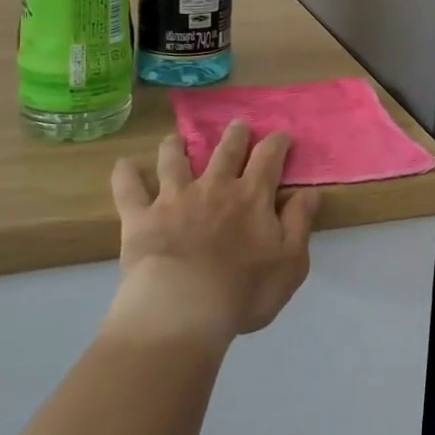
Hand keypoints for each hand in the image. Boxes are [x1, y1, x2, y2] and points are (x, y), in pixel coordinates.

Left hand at [107, 122, 320, 347]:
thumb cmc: (243, 291)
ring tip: (175, 139)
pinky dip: (125, 174)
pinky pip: (129, 189)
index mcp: (252, 196)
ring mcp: (174, 198)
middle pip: (225, 150)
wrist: (182, 310)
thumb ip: (300, 223)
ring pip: (174, 160)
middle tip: (238, 125)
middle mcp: (214, 186)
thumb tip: (310, 192)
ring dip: (176, 146)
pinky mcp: (141, 217)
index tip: (282, 136)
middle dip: (235, 134)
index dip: (277, 143)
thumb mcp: (290, 262)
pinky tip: (124, 165)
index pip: (269, 157)